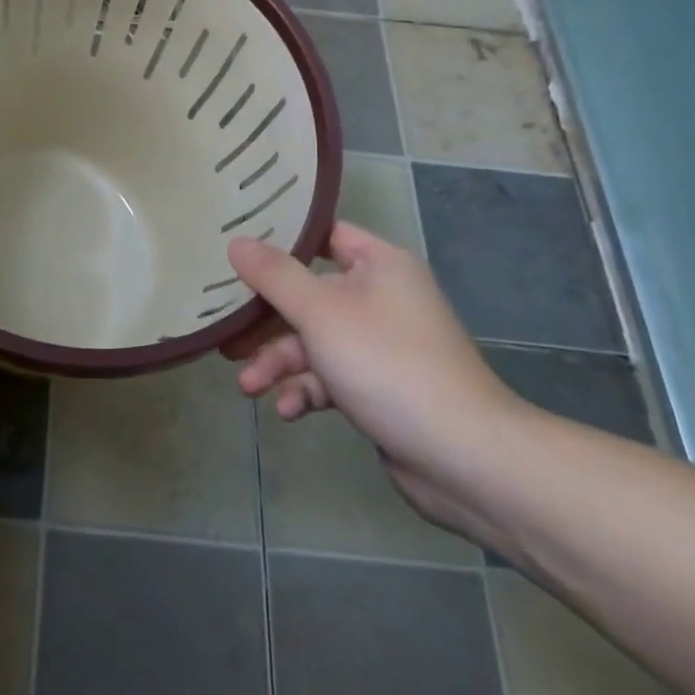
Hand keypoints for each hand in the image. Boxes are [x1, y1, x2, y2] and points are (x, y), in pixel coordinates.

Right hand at [228, 222, 530, 542]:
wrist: (466, 459)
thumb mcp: (320, 312)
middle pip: (310, 294)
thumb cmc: (389, 364)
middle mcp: (383, 297)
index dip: (281, 240)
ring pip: (316, 341)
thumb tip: (236, 241)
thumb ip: (274, 276)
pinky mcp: (381, 388)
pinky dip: (307, 391)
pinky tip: (286, 411)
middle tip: (228, 332)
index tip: (238, 247)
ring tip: (248, 386)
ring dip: (281, 362)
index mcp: (379, 264)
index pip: (323, 235)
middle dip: (268, 320)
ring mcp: (382, 345)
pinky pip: (332, 377)